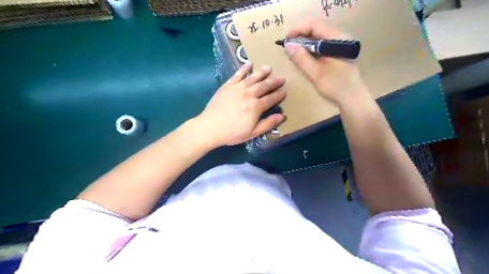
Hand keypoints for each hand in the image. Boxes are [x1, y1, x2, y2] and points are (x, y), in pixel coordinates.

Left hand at [196, 63, 286, 147]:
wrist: (210, 128)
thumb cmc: (232, 133)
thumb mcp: (252, 133)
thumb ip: (268, 124)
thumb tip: (282, 116)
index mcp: (255, 107)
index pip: (271, 99)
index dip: (279, 95)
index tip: (285, 91)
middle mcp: (248, 94)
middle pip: (264, 86)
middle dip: (274, 82)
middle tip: (281, 78)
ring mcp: (237, 88)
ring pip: (252, 78)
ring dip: (261, 73)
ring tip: (268, 68)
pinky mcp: (227, 86)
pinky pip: (237, 75)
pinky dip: (243, 69)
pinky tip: (249, 64)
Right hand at [286, 20, 368, 104]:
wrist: (352, 98)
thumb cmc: (335, 86)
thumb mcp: (316, 73)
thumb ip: (301, 59)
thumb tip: (288, 45)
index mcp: (337, 39)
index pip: (315, 26)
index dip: (298, 30)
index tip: (286, 40)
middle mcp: (340, 38)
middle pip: (317, 29)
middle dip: (300, 36)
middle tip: (288, 46)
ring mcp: (340, 44)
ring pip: (319, 37)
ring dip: (305, 42)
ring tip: (294, 51)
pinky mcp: (338, 52)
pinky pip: (322, 44)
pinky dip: (311, 48)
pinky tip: (304, 56)